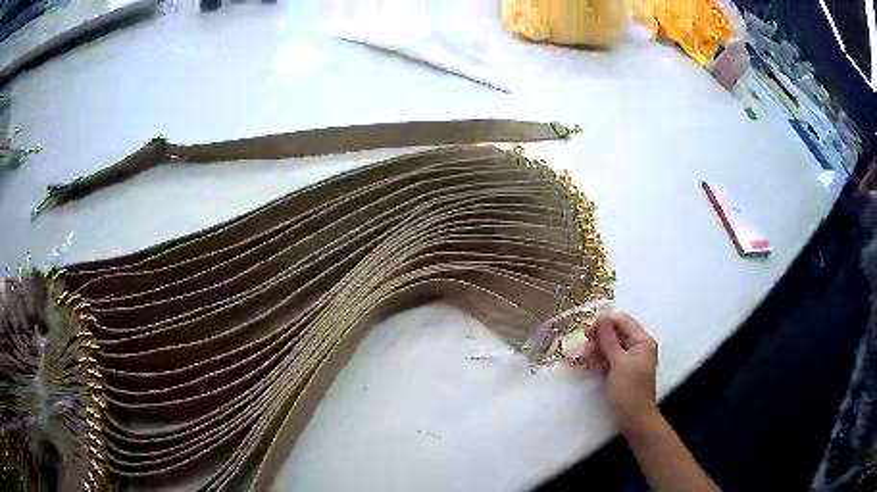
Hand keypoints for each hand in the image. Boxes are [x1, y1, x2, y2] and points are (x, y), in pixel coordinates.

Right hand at [579, 312, 658, 429]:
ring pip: (610, 345)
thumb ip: (609, 339)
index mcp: (642, 340)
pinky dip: (599, 358)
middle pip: (615, 332)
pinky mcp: (622, 369)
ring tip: (584, 359)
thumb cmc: (630, 390)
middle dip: (599, 337)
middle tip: (584, 347)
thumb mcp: (619, 363)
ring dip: (596, 349)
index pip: (622, 321)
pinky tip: (588, 364)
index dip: (605, 322)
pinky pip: (609, 357)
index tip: (587, 331)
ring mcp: (629, 358)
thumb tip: (601, 316)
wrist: (634, 418)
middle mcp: (637, 345)